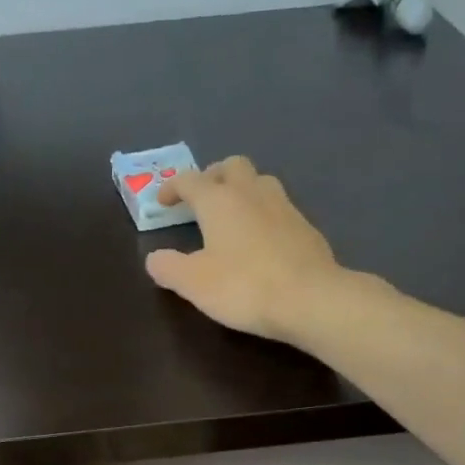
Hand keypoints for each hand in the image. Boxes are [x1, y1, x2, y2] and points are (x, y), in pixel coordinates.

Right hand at [145, 156, 344, 342]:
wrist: (310, 299)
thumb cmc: (243, 286)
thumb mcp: (193, 283)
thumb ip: (168, 267)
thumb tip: (154, 258)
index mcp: (219, 200)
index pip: (190, 180)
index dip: (172, 187)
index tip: (162, 201)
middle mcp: (252, 192)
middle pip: (231, 166)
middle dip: (212, 176)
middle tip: (201, 198)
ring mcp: (284, 207)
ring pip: (260, 182)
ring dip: (242, 190)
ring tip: (232, 215)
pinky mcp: (305, 227)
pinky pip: (278, 208)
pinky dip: (263, 214)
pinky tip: (261, 239)